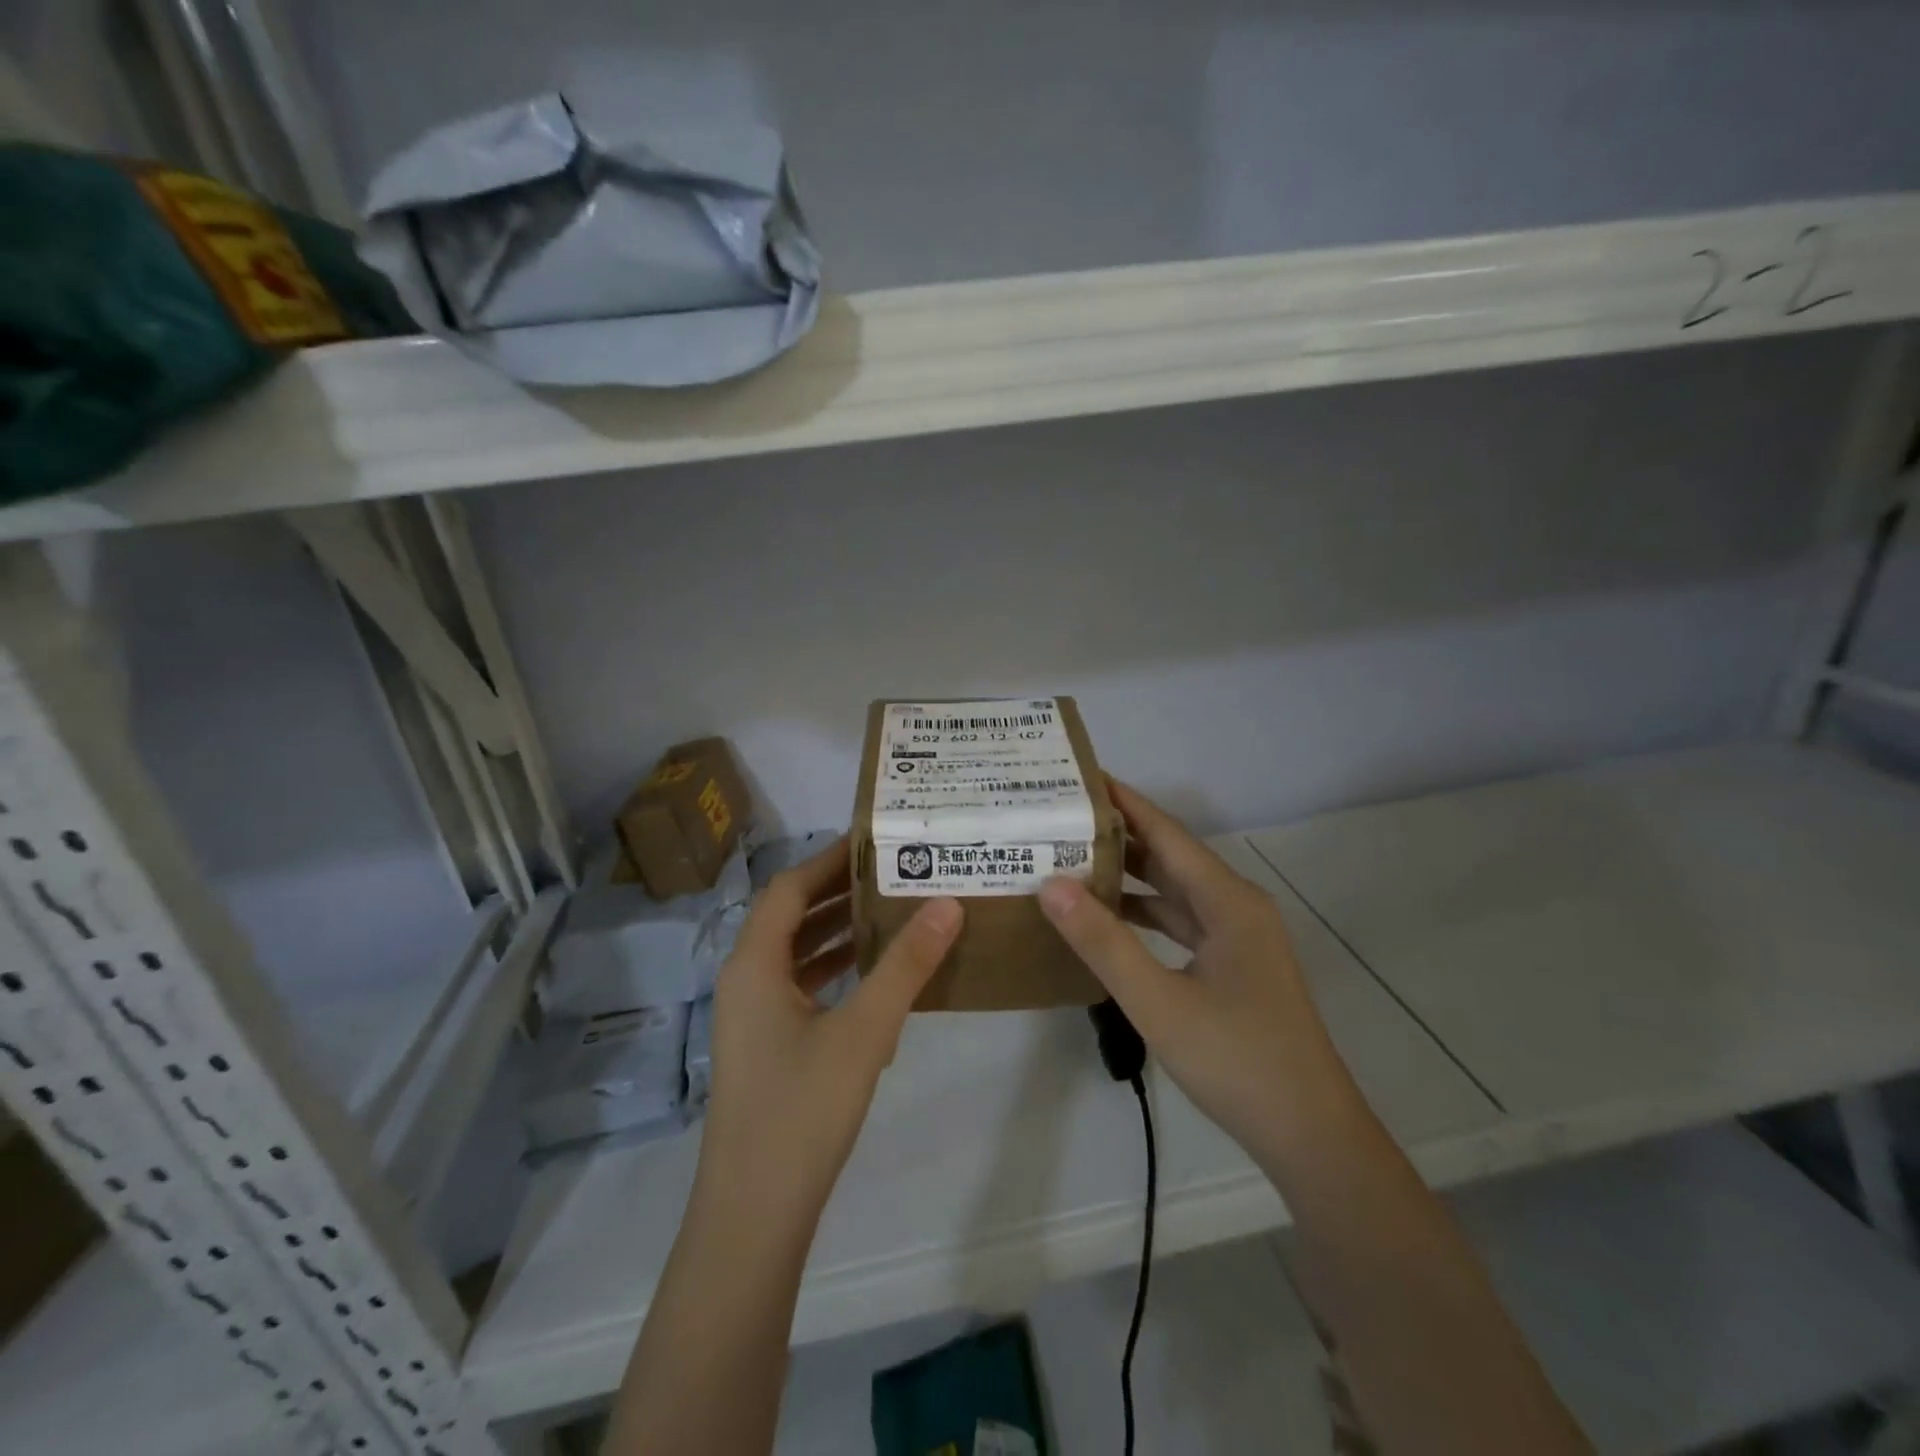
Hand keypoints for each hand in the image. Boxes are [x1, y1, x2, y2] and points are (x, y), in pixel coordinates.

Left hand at [699, 837, 963, 1228]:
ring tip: (892, 911)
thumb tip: (947, 903)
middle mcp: (746, 980)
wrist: (754, 1215)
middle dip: (838, 892)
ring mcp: (753, 1017)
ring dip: (837, 931)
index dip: (829, 860)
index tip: (875, 842)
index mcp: (754, 964)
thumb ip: (906, 965)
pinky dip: (834, 970)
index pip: (789, 888)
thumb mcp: (864, 1031)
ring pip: (795, 953)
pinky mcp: (766, 1046)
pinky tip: (874, 976)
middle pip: (790, 916)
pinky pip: (800, 987)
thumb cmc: (802, 1111)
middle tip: (894, 872)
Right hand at [1037, 781, 1366, 1170]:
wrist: (1309, 1136)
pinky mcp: (1232, 967)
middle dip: (1118, 835)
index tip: (1078, 777)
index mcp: (1228, 901)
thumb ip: (1104, 943)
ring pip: (1174, 892)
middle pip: (1170, 857)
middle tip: (1060, 817)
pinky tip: (1106, 919)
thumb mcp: (1159, 1002)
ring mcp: (1237, 939)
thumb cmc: (1237, 1061)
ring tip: (1070, 859)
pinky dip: (1143, 914)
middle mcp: (1236, 907)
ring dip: (1129, 876)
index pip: (1166, 833)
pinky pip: (1180, 923)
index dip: (1124, 802)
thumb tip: (1051, 884)